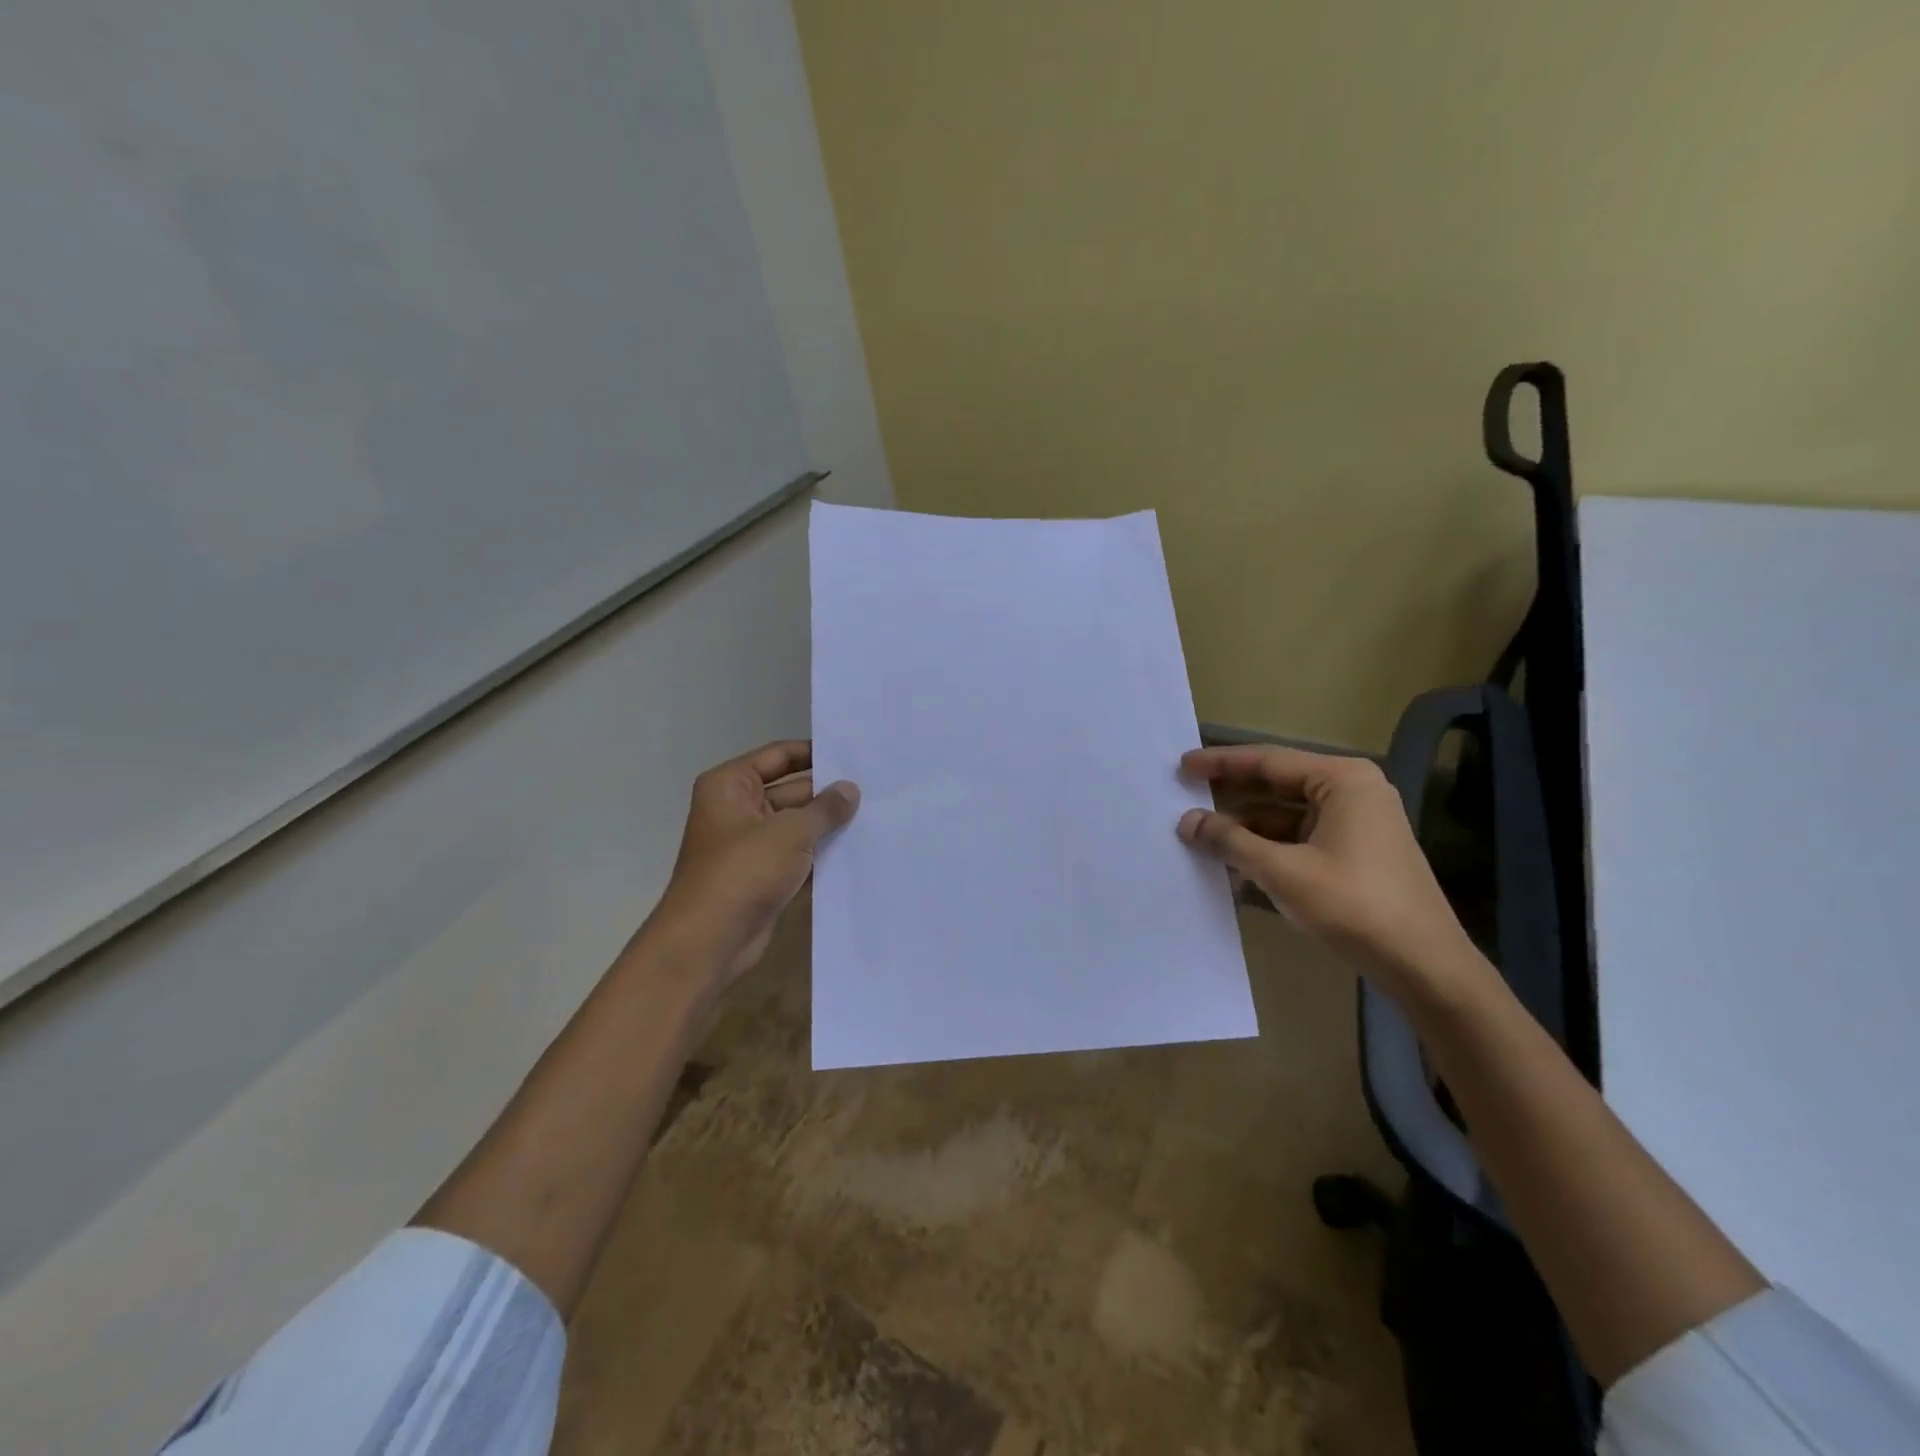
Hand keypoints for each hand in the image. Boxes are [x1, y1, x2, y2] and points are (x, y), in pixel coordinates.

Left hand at [649, 741, 858, 987]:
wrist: (709, 942)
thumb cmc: (743, 872)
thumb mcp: (790, 832)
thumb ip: (825, 808)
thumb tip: (850, 789)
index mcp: (731, 785)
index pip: (780, 755)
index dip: (816, 753)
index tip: (856, 755)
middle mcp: (738, 808)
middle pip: (793, 790)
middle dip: (830, 793)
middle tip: (878, 790)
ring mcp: (751, 845)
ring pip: (799, 826)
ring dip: (829, 826)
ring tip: (878, 817)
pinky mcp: (764, 876)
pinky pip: (799, 856)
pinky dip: (823, 856)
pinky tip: (860, 853)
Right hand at [1177, 745, 1480, 998]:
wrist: (1425, 966)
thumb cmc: (1354, 906)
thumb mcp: (1283, 871)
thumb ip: (1231, 841)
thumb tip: (1186, 822)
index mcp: (1342, 781)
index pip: (1268, 761)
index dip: (1220, 764)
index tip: (1182, 767)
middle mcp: (1352, 792)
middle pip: (1278, 784)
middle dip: (1231, 793)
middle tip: (1186, 794)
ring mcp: (1357, 823)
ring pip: (1287, 815)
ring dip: (1246, 827)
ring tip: (1201, 835)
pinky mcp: (1356, 852)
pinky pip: (1301, 838)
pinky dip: (1268, 848)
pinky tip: (1235, 865)